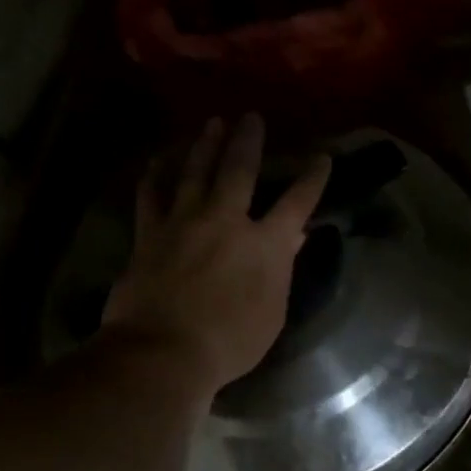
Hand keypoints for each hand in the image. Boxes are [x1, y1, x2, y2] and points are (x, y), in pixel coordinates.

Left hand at [103, 114, 329, 397]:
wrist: (162, 353)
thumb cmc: (230, 342)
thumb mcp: (271, 313)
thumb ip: (281, 270)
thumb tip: (293, 237)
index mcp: (264, 245)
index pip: (296, 203)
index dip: (312, 179)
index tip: (322, 157)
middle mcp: (225, 222)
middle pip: (239, 171)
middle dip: (248, 141)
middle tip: (251, 117)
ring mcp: (183, 223)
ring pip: (195, 172)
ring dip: (205, 145)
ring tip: (212, 123)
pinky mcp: (149, 234)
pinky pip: (151, 195)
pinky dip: (156, 175)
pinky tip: (160, 159)